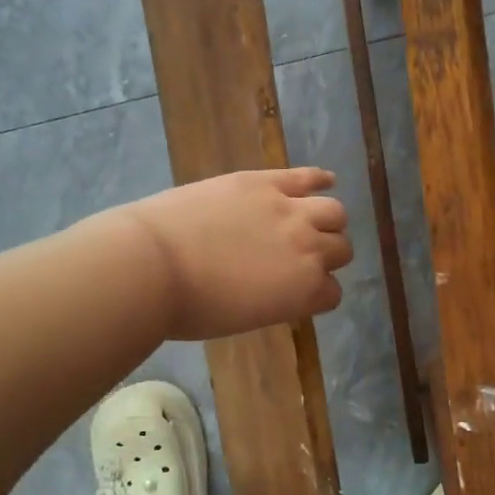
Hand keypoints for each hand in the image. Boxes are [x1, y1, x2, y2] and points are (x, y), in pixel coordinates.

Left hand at [120, 167, 351, 340]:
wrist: (153, 265)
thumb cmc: (191, 307)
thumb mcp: (244, 317)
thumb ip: (275, 300)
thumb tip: (279, 287)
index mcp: (305, 292)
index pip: (332, 293)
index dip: (318, 292)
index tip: (300, 291)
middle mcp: (309, 250)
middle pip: (340, 249)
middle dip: (328, 256)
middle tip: (304, 257)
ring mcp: (289, 210)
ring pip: (334, 211)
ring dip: (329, 221)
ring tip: (314, 222)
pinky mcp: (264, 182)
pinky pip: (305, 176)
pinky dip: (320, 178)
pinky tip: (325, 180)